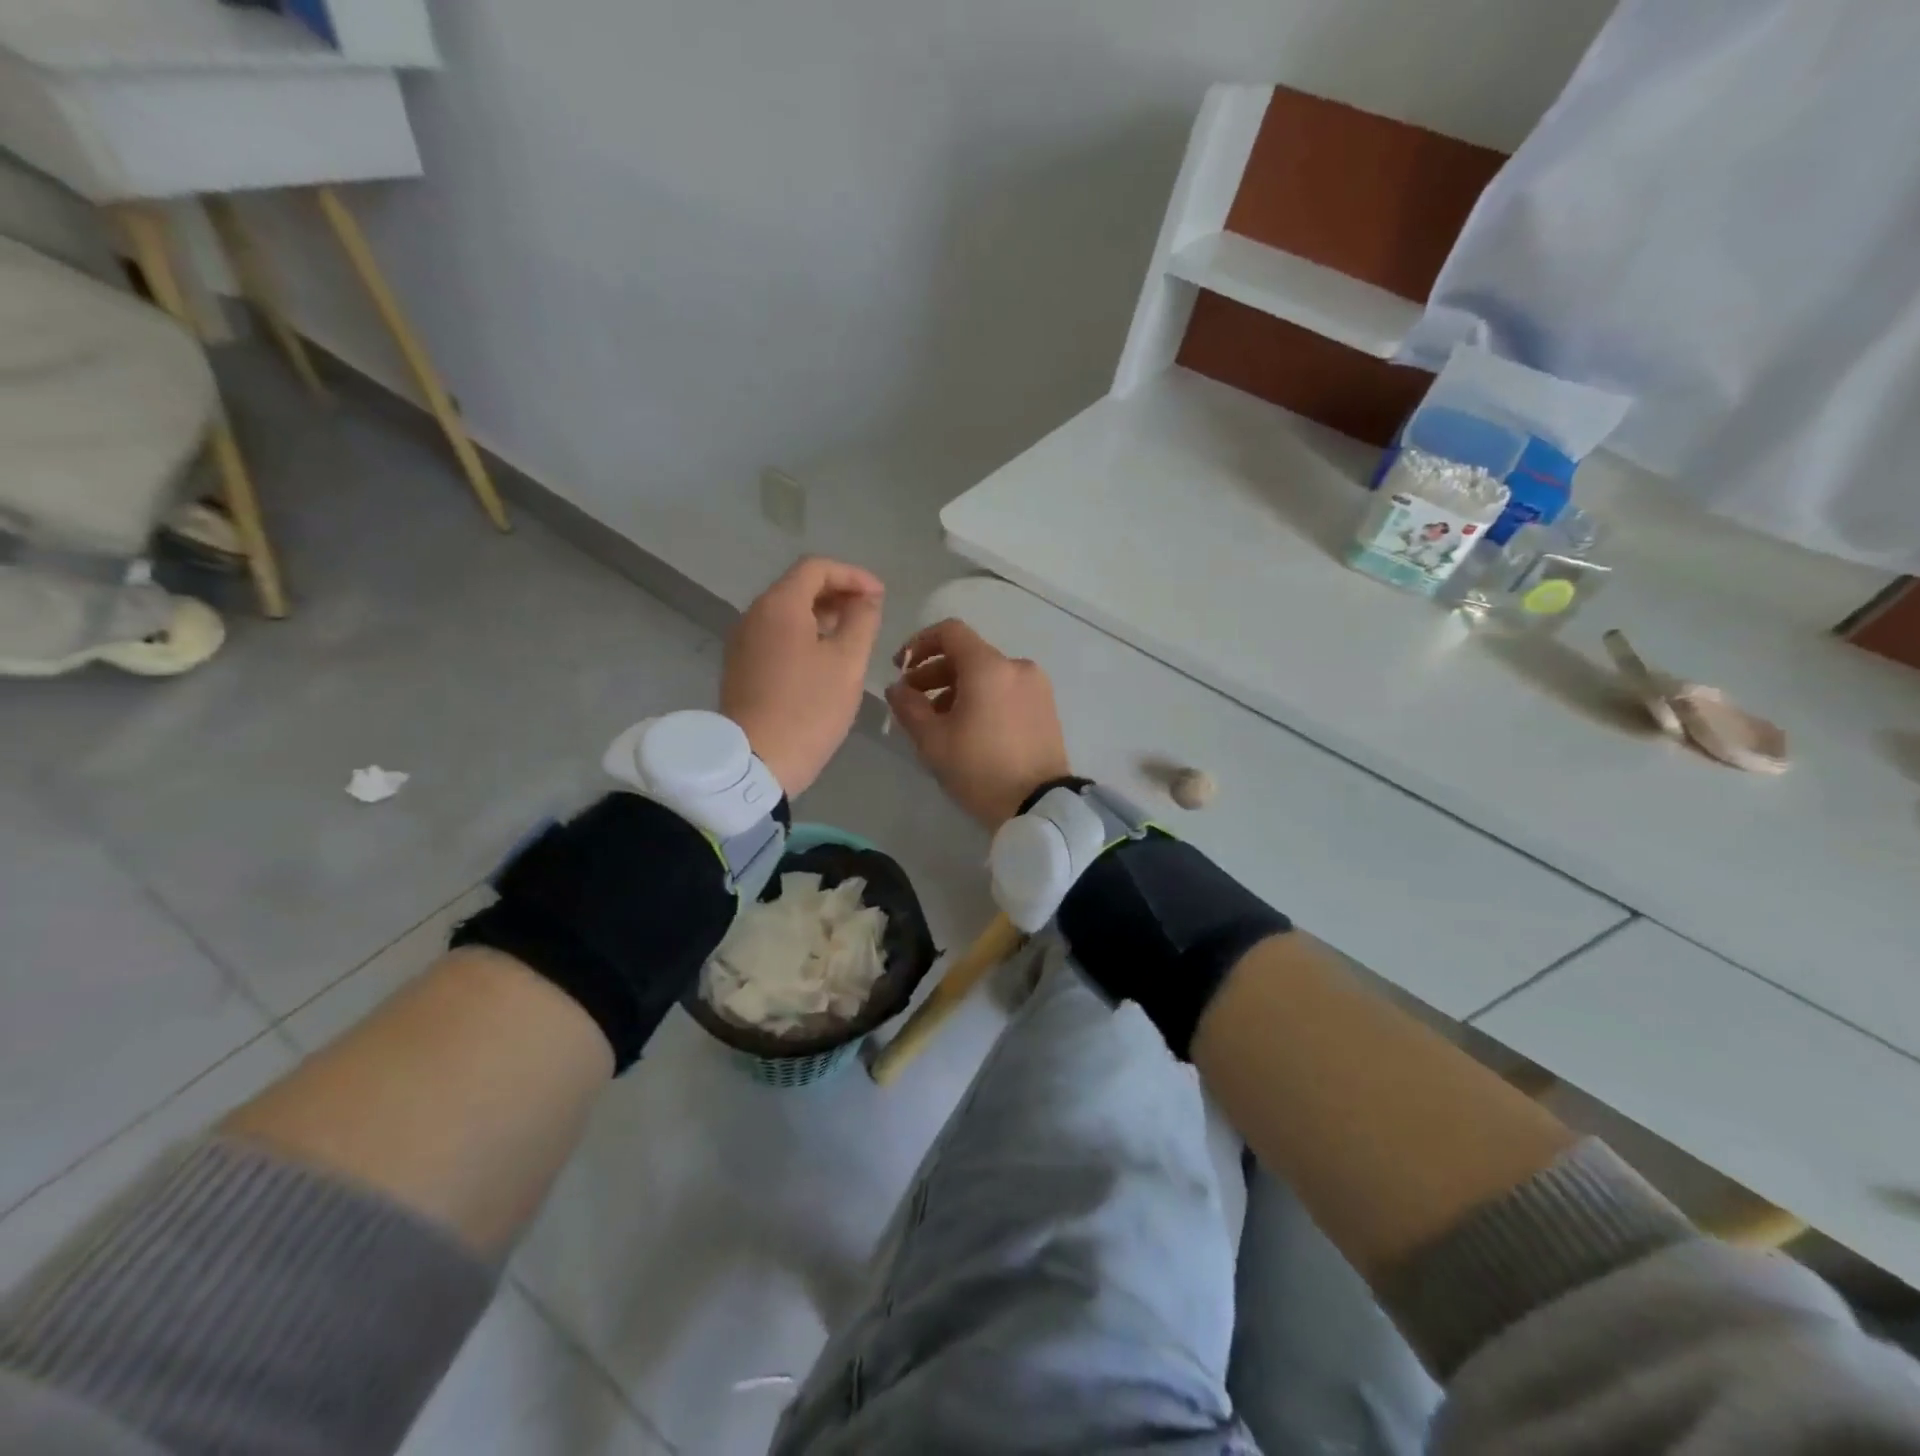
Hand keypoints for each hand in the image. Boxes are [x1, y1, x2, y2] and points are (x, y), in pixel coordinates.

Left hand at [722, 556, 884, 797]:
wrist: (755, 762)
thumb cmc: (809, 708)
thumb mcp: (848, 663)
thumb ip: (862, 621)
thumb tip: (866, 599)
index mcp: (779, 605)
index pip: (816, 567)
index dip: (853, 575)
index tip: (880, 596)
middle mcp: (754, 615)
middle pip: (798, 586)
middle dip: (838, 593)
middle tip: (870, 614)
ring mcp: (743, 642)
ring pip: (786, 613)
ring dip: (822, 615)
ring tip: (852, 636)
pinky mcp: (741, 667)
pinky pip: (776, 636)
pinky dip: (804, 635)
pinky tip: (825, 660)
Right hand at [885, 619, 1070, 828]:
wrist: (1039, 806)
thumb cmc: (980, 769)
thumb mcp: (933, 741)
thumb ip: (908, 706)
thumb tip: (897, 688)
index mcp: (989, 667)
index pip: (950, 632)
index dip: (919, 643)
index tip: (901, 668)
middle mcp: (1017, 667)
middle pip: (968, 654)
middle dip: (935, 672)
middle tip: (913, 701)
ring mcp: (1036, 687)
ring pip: (988, 674)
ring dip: (958, 688)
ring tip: (939, 722)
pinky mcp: (1047, 708)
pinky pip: (1006, 690)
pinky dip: (983, 698)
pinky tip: (969, 729)